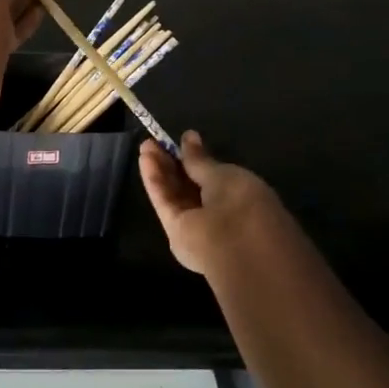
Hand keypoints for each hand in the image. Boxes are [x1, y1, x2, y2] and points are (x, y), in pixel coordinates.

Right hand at [139, 131, 290, 274]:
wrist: (240, 250)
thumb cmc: (243, 205)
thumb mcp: (224, 175)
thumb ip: (201, 160)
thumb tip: (189, 137)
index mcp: (240, 197)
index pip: (212, 176)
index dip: (195, 159)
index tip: (181, 140)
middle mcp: (218, 212)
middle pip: (190, 185)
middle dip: (173, 163)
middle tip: (156, 142)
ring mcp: (197, 224)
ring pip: (176, 193)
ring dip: (161, 169)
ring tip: (146, 146)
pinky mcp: (177, 233)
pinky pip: (166, 202)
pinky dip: (155, 182)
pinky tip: (145, 160)